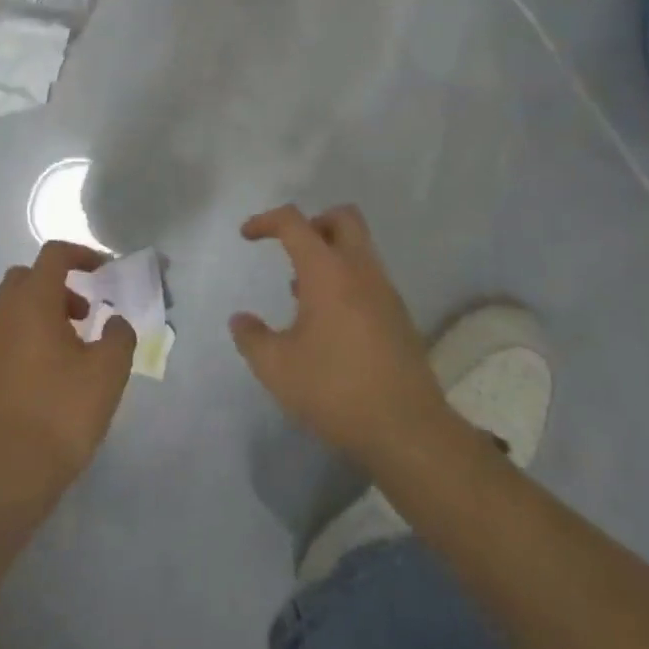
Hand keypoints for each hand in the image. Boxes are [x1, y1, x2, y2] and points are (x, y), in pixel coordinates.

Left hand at [0, 242, 134, 524]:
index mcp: (32, 303)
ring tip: (71, 350)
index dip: (82, 254)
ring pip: (12, 309)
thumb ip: (118, 336)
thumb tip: (114, 322)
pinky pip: (2, 338)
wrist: (1, 479)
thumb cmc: (59, 416)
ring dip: (42, 313)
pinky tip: (46, 378)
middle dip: (59, 285)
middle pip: (27, 278)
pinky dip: (25, 339)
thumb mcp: (108, 374)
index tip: (105, 272)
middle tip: (85, 313)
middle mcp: (0, 315)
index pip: (54, 255)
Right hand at [231, 204, 446, 469]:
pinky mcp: (399, 317)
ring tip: (301, 294)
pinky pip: (369, 278)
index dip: (266, 221)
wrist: (407, 430)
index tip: (247, 236)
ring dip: (329, 255)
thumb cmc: (335, 390)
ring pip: (359, 248)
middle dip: (312, 222)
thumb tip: (240, 320)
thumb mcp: (277, 368)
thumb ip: (252, 338)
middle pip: (342, 218)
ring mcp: (386, 292)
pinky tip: (328, 322)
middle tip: (289, 249)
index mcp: (327, 272)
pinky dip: (346, 281)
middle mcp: (361, 271)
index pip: (295, 223)